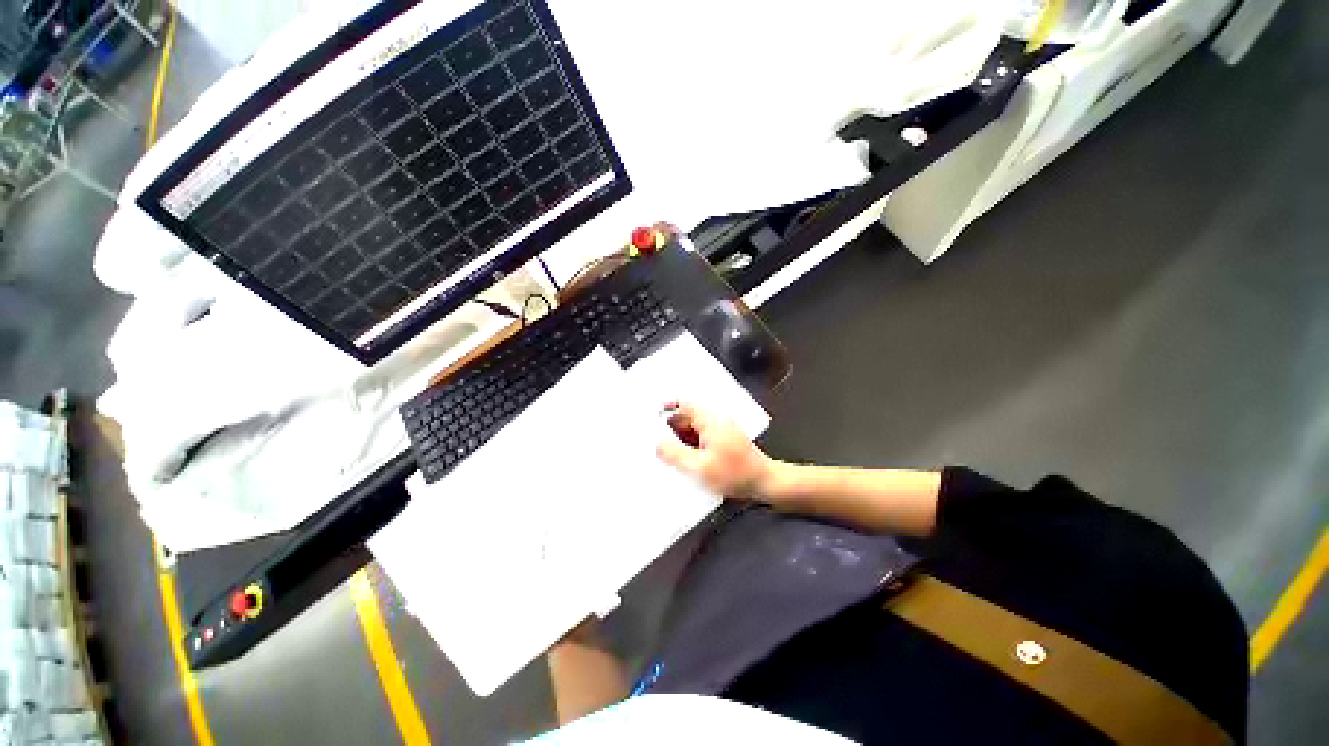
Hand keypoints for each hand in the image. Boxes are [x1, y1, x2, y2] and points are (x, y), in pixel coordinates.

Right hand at [655, 403, 777, 499]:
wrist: (764, 482)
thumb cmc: (736, 474)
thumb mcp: (700, 467)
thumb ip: (675, 454)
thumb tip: (657, 444)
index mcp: (710, 419)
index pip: (683, 404)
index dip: (665, 409)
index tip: (651, 420)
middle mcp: (714, 420)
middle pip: (685, 417)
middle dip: (671, 430)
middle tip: (657, 446)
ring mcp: (719, 429)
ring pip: (691, 429)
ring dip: (680, 440)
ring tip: (670, 457)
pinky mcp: (721, 440)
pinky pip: (699, 438)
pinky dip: (690, 446)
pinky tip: (686, 461)